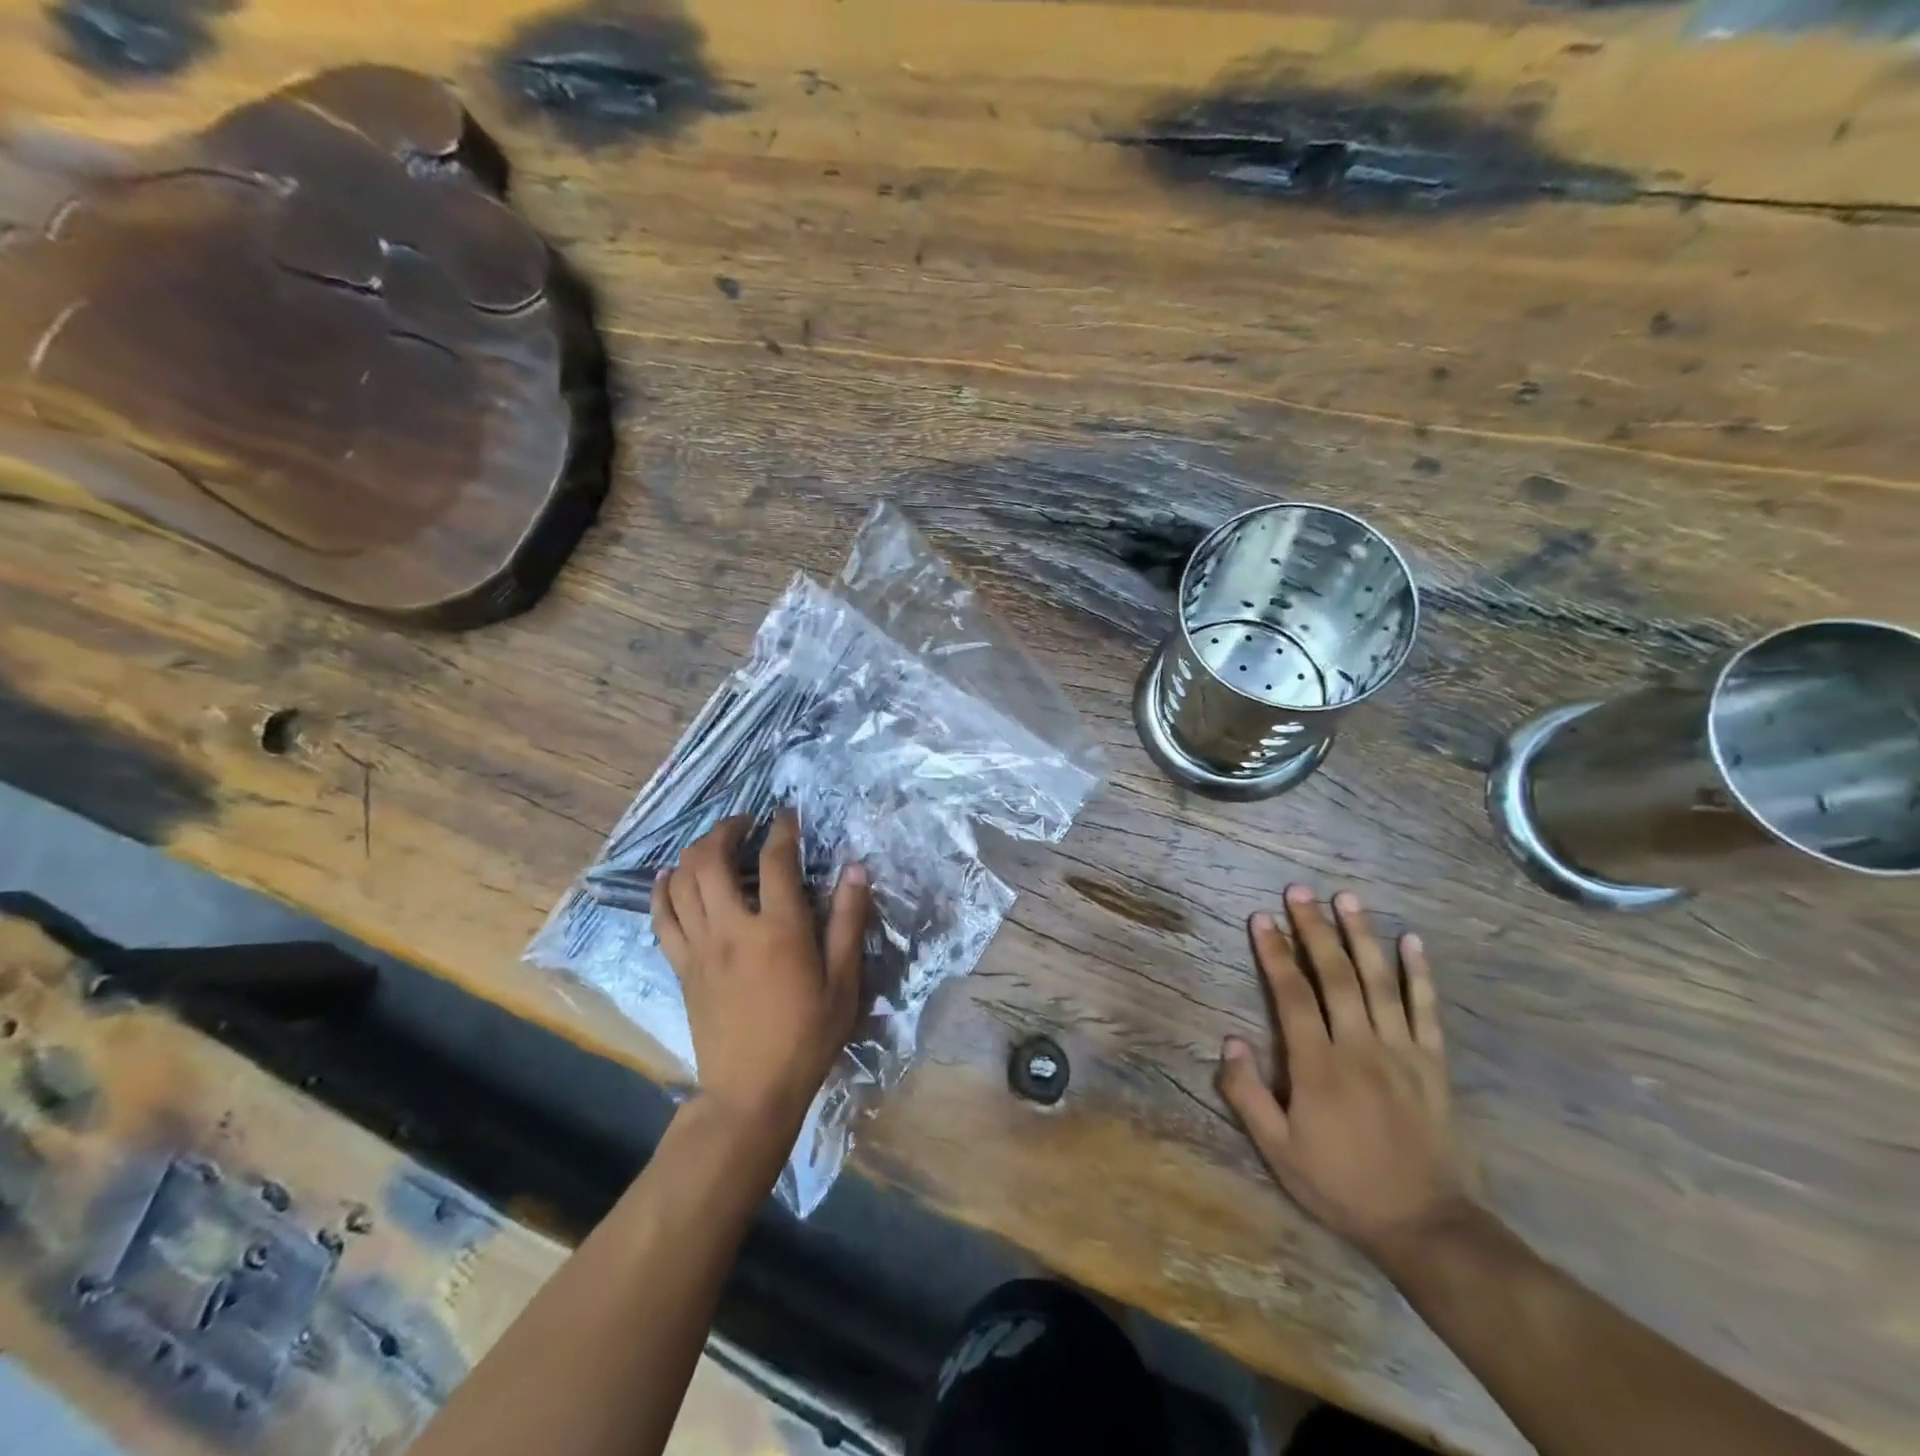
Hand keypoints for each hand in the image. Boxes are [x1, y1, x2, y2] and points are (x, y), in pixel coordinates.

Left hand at [653, 811, 870, 1129]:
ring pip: (683, 881)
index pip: (776, 860)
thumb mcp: (845, 982)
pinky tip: (670, 875)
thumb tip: (855, 869)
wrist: (751, 1092)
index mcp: (779, 930)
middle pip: (712, 859)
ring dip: (695, 851)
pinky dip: (663, 889)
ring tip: (714, 843)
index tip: (788, 814)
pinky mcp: (681, 966)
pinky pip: (662, 917)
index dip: (783, 829)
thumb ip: (849, 921)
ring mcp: (700, 947)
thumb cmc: (807, 1037)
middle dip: (727, 829)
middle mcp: (733, 928)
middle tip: (745, 822)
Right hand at [1217, 885, 1473, 1263]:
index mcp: (1318, 1065)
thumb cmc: (1341, 1185)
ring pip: (1379, 981)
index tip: (1262, 918)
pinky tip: (1412, 941)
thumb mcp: (1278, 1150)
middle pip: (1336, 975)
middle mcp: (1360, 1046)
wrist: (1426, 1226)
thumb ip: (1247, 1094)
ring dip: (1362, 935)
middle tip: (1300, 891)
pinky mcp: (1433, 1064)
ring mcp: (1402, 1052)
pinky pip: (1426, 1010)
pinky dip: (1419, 974)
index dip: (1275, 953)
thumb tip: (1229, 1040)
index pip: (1292, 995)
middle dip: (1314, 928)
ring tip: (1347, 898)